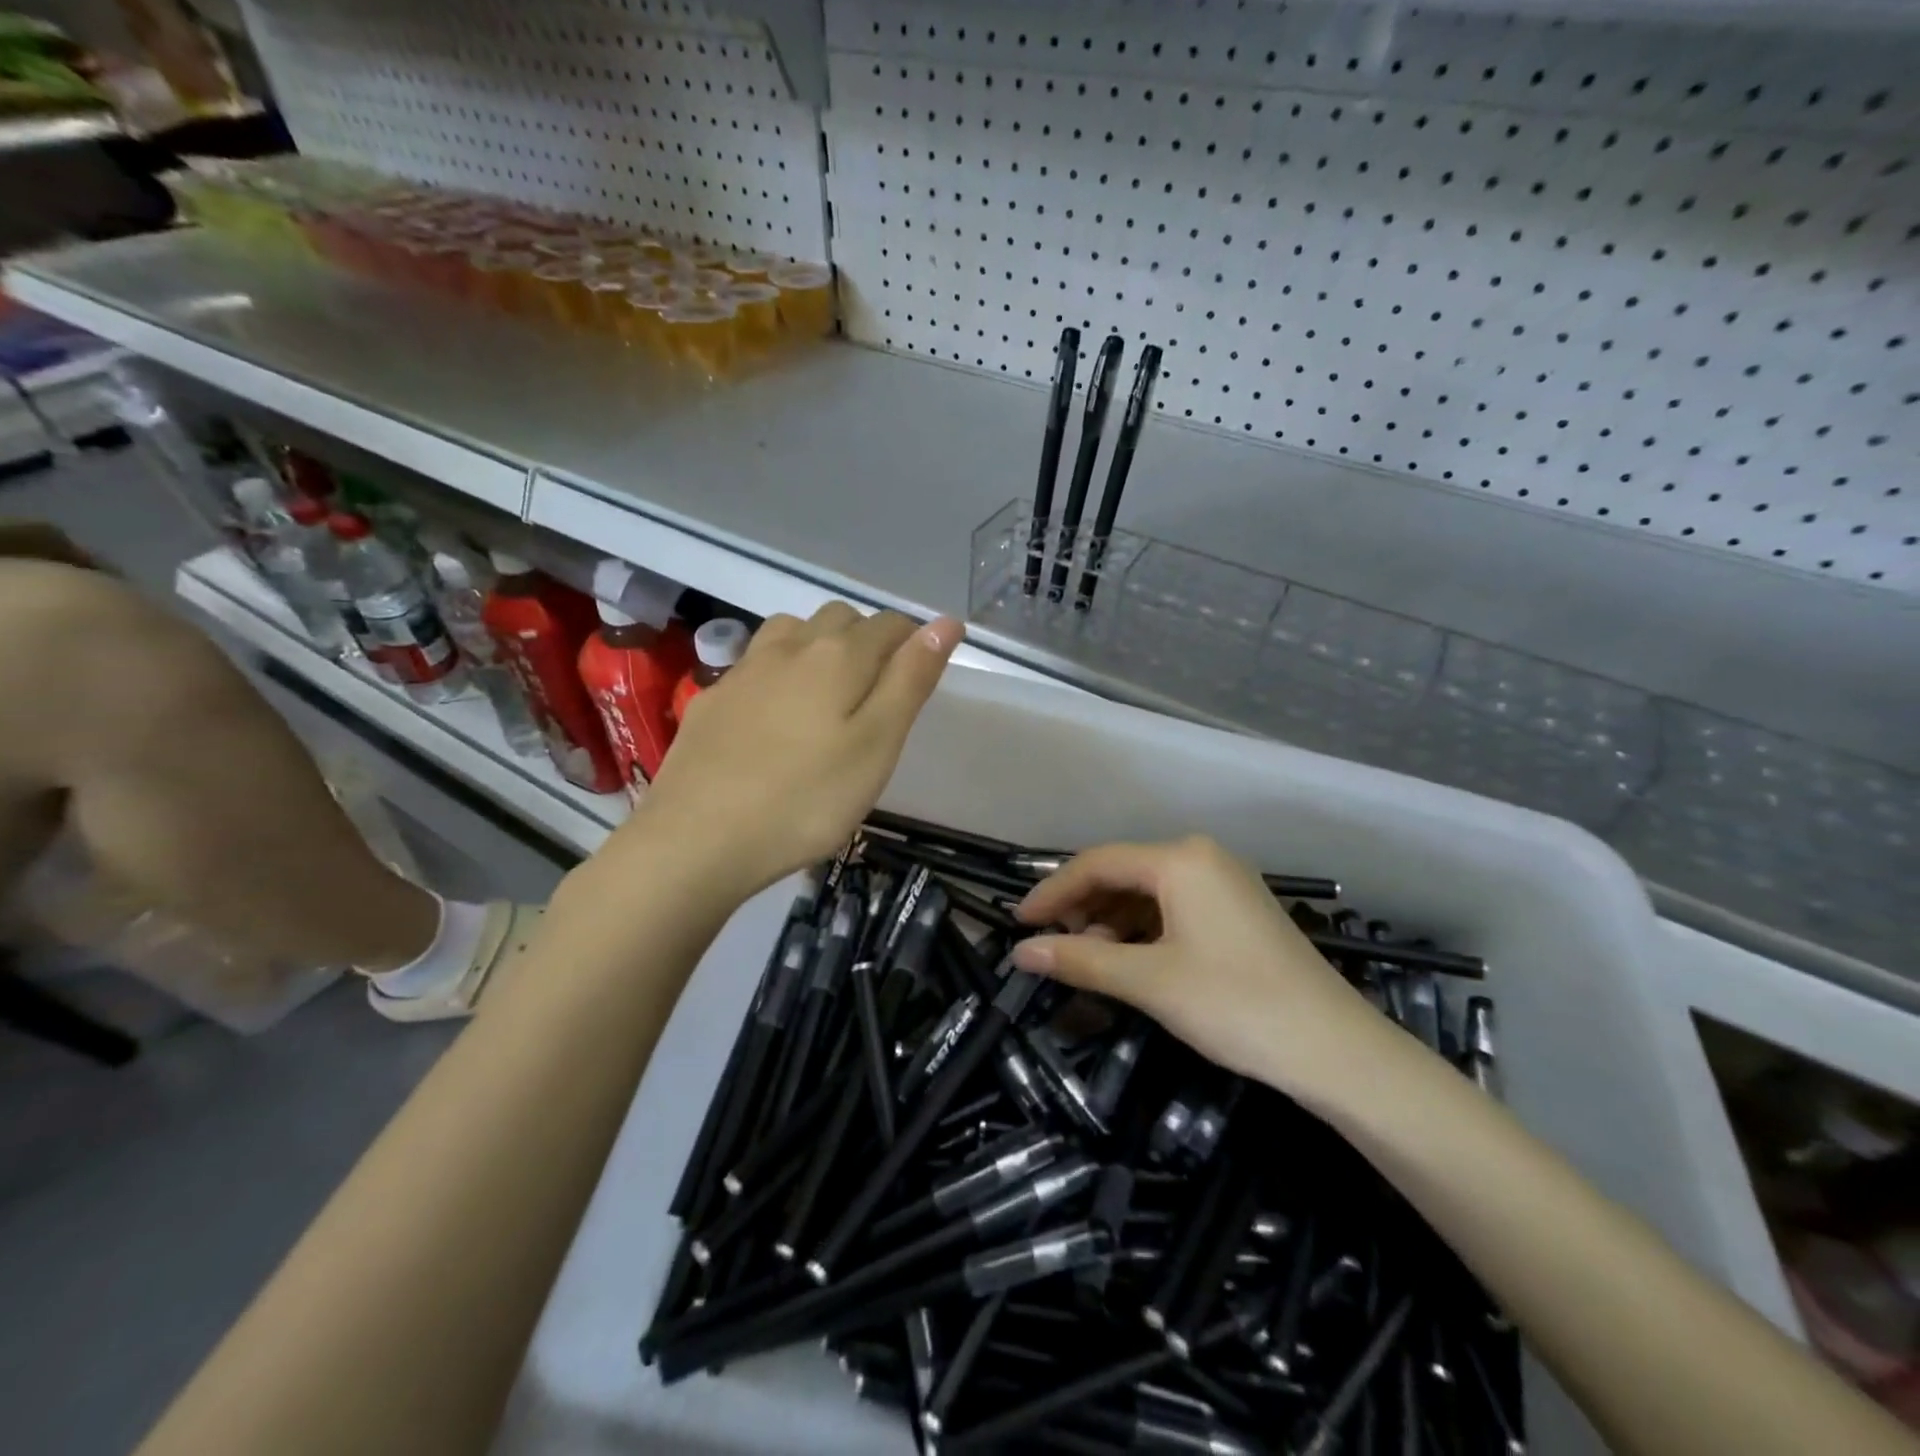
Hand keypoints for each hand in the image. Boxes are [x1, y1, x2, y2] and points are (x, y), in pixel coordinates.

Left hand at [610, 603, 962, 899]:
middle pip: (840, 619)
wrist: (697, 839)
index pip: (889, 625)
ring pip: (792, 631)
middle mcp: (790, 647)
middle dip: (868, 639)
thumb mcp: (877, 745)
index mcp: (838, 656)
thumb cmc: (806, 799)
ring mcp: (744, 670)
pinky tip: (774, 712)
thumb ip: (910, 680)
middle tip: (879, 692)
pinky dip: (779, 670)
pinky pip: (755, 663)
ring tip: (829, 691)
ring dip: (819, 645)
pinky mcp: (712, 699)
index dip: (913, 640)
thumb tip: (945, 623)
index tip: (921, 674)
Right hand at [1010, 836, 1394, 1102]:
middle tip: (1054, 948)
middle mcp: (1201, 857)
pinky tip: (1130, 961)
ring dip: (1111, 922)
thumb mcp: (1148, 981)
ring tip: (1090, 960)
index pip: (1096, 863)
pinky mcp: (1237, 911)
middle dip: (1083, 908)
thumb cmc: (1234, 1003)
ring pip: (1147, 892)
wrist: (1336, 1050)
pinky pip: (1173, 908)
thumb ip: (1080, 959)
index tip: (1018, 923)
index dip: (1052, 892)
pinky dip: (1142, 930)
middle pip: (1122, 873)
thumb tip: (1020, 952)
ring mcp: (1224, 882)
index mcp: (1179, 859)